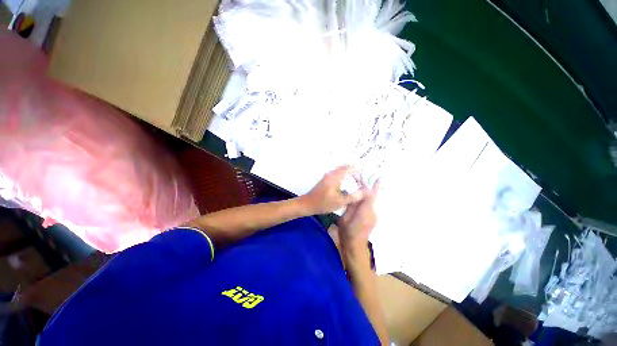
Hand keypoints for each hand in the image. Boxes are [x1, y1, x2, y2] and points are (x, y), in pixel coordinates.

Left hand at [300, 166, 363, 214]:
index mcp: (335, 176)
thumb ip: (354, 196)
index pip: (350, 168)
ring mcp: (328, 175)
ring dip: (349, 176)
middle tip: (359, 183)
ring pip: (342, 171)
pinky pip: (337, 175)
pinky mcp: (326, 179)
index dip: (358, 173)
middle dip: (354, 174)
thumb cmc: (323, 203)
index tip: (362, 182)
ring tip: (354, 186)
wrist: (307, 204)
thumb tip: (366, 191)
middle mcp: (331, 173)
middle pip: (346, 168)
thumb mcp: (340, 202)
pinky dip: (344, 178)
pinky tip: (346, 187)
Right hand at [338, 180, 378, 250]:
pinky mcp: (373, 219)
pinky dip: (364, 204)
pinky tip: (356, 206)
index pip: (371, 196)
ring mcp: (374, 217)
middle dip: (365, 191)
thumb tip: (355, 194)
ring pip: (369, 203)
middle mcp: (373, 213)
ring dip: (364, 198)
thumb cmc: (347, 233)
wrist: (354, 247)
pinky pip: (369, 208)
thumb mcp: (345, 217)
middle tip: (357, 184)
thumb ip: (351, 205)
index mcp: (365, 212)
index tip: (378, 177)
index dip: (375, 187)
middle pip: (370, 198)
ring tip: (355, 196)